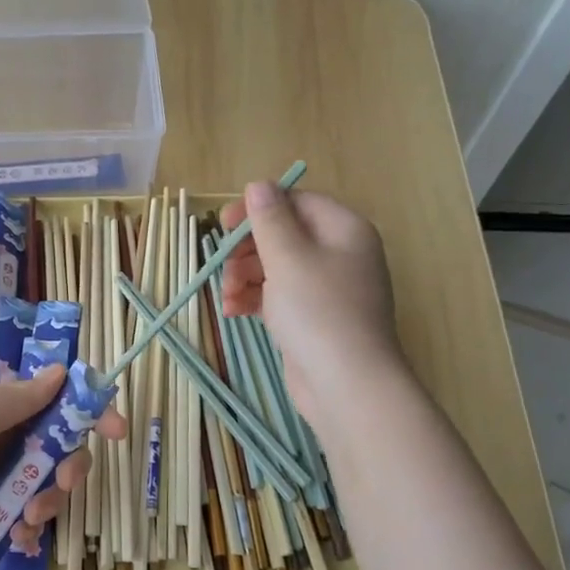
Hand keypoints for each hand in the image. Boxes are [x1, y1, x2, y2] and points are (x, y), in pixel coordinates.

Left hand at [0, 364, 127, 569]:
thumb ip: (17, 397)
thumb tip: (60, 372)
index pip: (52, 402)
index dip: (88, 412)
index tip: (117, 430)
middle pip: (58, 448)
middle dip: (69, 466)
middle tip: (64, 483)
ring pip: (48, 486)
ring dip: (49, 502)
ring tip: (27, 520)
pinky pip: (27, 520)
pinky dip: (30, 529)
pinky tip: (18, 539)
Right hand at [219, 180, 401, 432]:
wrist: (347, 384)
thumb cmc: (318, 311)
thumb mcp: (289, 258)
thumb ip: (270, 219)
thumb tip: (259, 185)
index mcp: (344, 230)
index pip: (297, 203)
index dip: (258, 209)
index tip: (222, 224)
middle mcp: (340, 255)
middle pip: (284, 236)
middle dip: (247, 250)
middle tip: (222, 265)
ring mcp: (327, 290)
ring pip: (277, 269)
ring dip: (245, 277)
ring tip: (226, 297)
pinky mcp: (313, 320)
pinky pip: (279, 298)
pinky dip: (255, 300)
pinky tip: (232, 312)